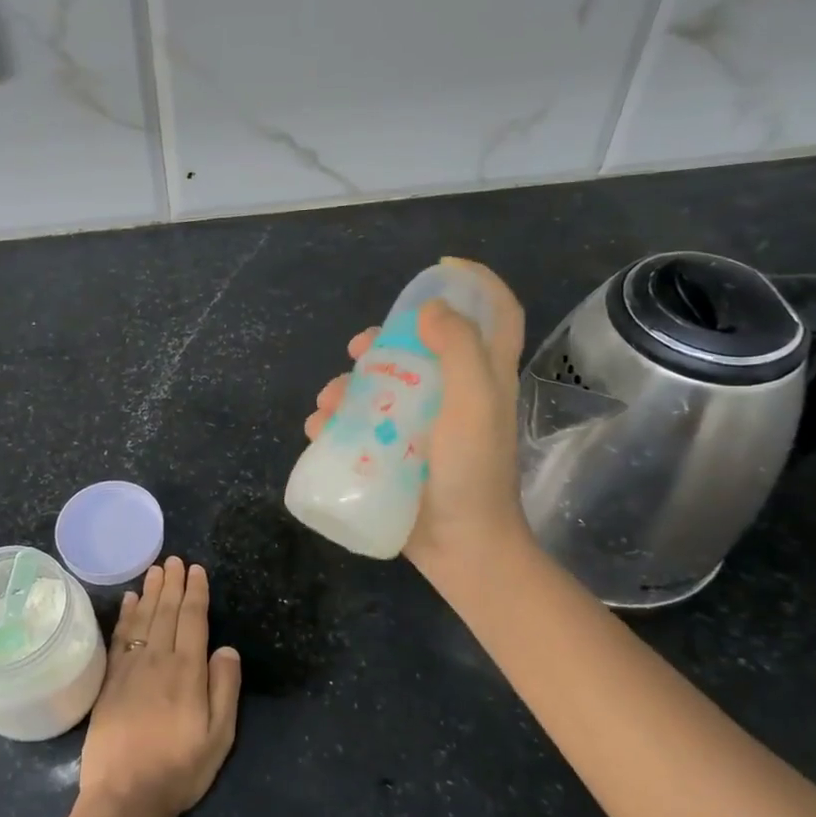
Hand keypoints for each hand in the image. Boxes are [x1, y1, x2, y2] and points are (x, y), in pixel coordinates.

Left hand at [79, 557, 241, 816]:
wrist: (124, 796)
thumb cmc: (179, 769)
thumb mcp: (219, 737)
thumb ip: (225, 689)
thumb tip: (226, 648)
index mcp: (188, 671)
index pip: (193, 620)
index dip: (195, 593)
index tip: (196, 570)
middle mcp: (158, 660)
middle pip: (166, 612)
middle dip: (172, 583)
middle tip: (174, 559)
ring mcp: (130, 668)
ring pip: (143, 618)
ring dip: (150, 591)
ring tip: (155, 569)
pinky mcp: (110, 680)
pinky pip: (120, 636)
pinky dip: (126, 615)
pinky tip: (129, 600)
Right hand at [303, 258, 530, 595]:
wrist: (460, 547)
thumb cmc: (472, 472)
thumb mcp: (475, 403)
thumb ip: (459, 349)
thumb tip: (429, 310)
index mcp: (484, 377)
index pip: (495, 314)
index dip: (476, 283)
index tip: (440, 269)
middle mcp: (455, 394)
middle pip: (419, 348)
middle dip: (384, 341)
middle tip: (359, 348)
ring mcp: (423, 426)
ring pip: (381, 386)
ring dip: (348, 385)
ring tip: (328, 402)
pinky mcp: (396, 452)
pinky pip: (360, 424)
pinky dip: (336, 421)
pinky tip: (320, 429)